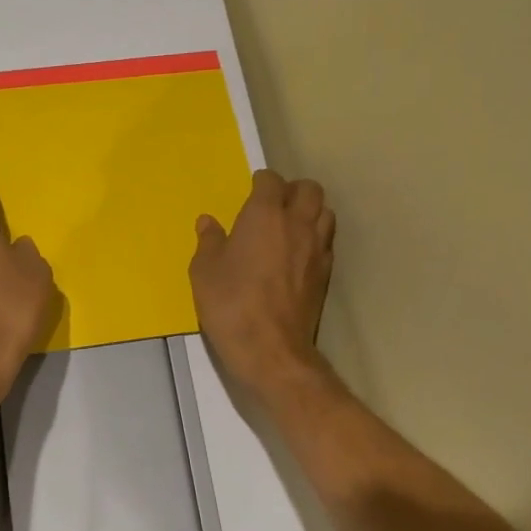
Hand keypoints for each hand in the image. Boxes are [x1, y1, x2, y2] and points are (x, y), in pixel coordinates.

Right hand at [190, 169, 335, 400]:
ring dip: (309, 211)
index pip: (271, 181)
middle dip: (292, 190)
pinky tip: (297, 253)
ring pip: (325, 212)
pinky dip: (315, 237)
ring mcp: (316, 248)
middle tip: (272, 205)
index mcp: (264, 215)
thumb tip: (208, 222)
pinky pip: (326, 241)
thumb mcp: (204, 271)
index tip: (250, 190)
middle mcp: (297, 224)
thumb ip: (208, 241)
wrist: (270, 349)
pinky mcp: (325, 273)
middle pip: (309, 189)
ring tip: (289, 225)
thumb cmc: (230, 304)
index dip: (261, 182)